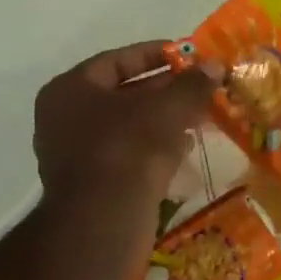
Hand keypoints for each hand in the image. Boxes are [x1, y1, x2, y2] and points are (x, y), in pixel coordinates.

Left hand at [33, 41, 217, 224]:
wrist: (102, 224)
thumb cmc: (128, 150)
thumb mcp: (167, 109)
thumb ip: (192, 84)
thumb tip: (215, 65)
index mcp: (70, 90)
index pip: (117, 60)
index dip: (156, 55)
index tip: (188, 55)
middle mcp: (65, 118)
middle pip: (123, 93)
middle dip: (165, 90)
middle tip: (200, 86)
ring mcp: (75, 154)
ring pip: (128, 126)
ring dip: (163, 120)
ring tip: (200, 115)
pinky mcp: (92, 185)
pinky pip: (127, 154)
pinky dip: (154, 147)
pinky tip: (184, 148)